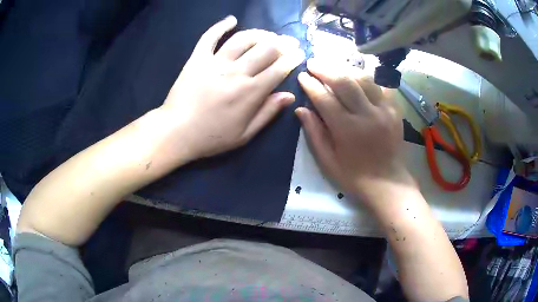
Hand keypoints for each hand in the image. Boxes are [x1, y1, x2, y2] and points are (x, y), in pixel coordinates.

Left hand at [160, 16, 304, 159]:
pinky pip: (210, 37)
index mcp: (250, 92)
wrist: (176, 132)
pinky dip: (221, 26)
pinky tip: (231, 20)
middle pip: (266, 49)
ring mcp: (215, 62)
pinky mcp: (197, 58)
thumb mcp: (244, 134)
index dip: (293, 58)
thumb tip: (289, 95)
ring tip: (269, 34)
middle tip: (290, 41)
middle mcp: (236, 72)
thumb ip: (268, 113)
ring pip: (243, 39)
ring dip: (260, 33)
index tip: (300, 53)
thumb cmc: (211, 137)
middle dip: (283, 43)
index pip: (279, 68)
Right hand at [296, 58, 414, 202]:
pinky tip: (359, 77)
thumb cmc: (354, 176)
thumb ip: (314, 133)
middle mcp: (367, 115)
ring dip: (345, 69)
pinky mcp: (395, 109)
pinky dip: (368, 78)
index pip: (324, 98)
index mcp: (347, 130)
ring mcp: (384, 110)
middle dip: (325, 68)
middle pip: (344, 81)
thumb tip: (300, 109)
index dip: (311, 84)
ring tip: (333, 67)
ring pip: (363, 78)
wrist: (388, 183)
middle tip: (313, 62)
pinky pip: (381, 85)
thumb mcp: (328, 161)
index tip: (302, 76)